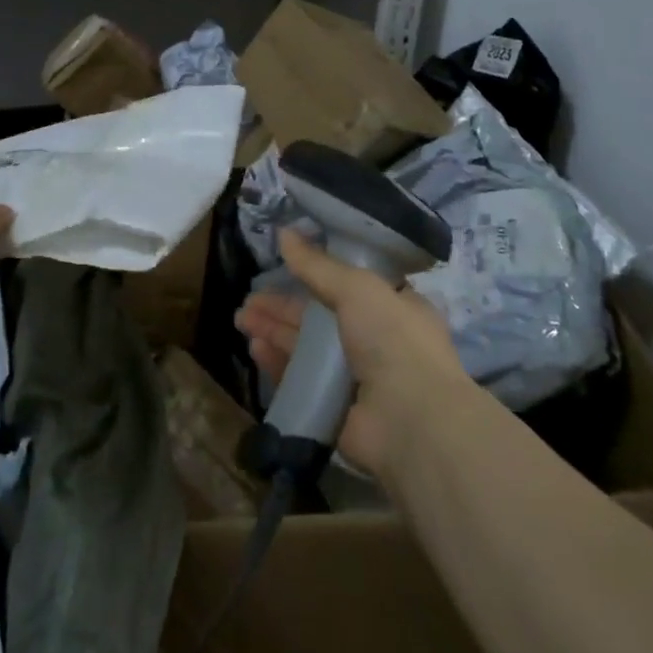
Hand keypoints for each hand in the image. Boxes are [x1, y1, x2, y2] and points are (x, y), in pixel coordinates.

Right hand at [235, 229, 467, 476]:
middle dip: (283, 307)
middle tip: (248, 299)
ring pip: (306, 348)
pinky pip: (301, 380)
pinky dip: (277, 363)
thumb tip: (283, 232)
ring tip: (241, 319)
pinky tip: (255, 349)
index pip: (350, 287)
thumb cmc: (393, 340)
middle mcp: (377, 342)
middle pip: (320, 318)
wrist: (411, 420)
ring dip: (274, 331)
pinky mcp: (336, 408)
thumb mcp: (357, 288)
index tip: (284, 268)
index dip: (315, 276)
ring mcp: (357, 378)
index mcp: (395, 309)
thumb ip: (317, 264)